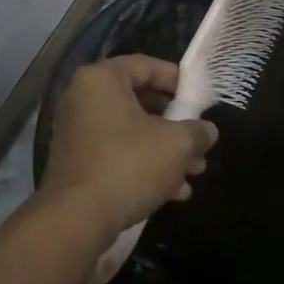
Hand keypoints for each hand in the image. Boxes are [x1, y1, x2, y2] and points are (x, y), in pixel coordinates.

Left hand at [38, 56, 217, 247]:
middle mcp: (82, 98)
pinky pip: (116, 153)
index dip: (177, 79)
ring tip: (194, 171)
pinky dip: (143, 165)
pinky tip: (173, 191)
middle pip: (138, 101)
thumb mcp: (176, 144)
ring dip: (164, 150)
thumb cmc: (128, 165)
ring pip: (130, 132)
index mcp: (101, 80)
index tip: (199, 98)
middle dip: (175, 124)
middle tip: (200, 141)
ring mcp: (76, 131)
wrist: (77, 217)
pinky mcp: (76, 162)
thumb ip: (197, 131)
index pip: (145, 65)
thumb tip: (207, 131)